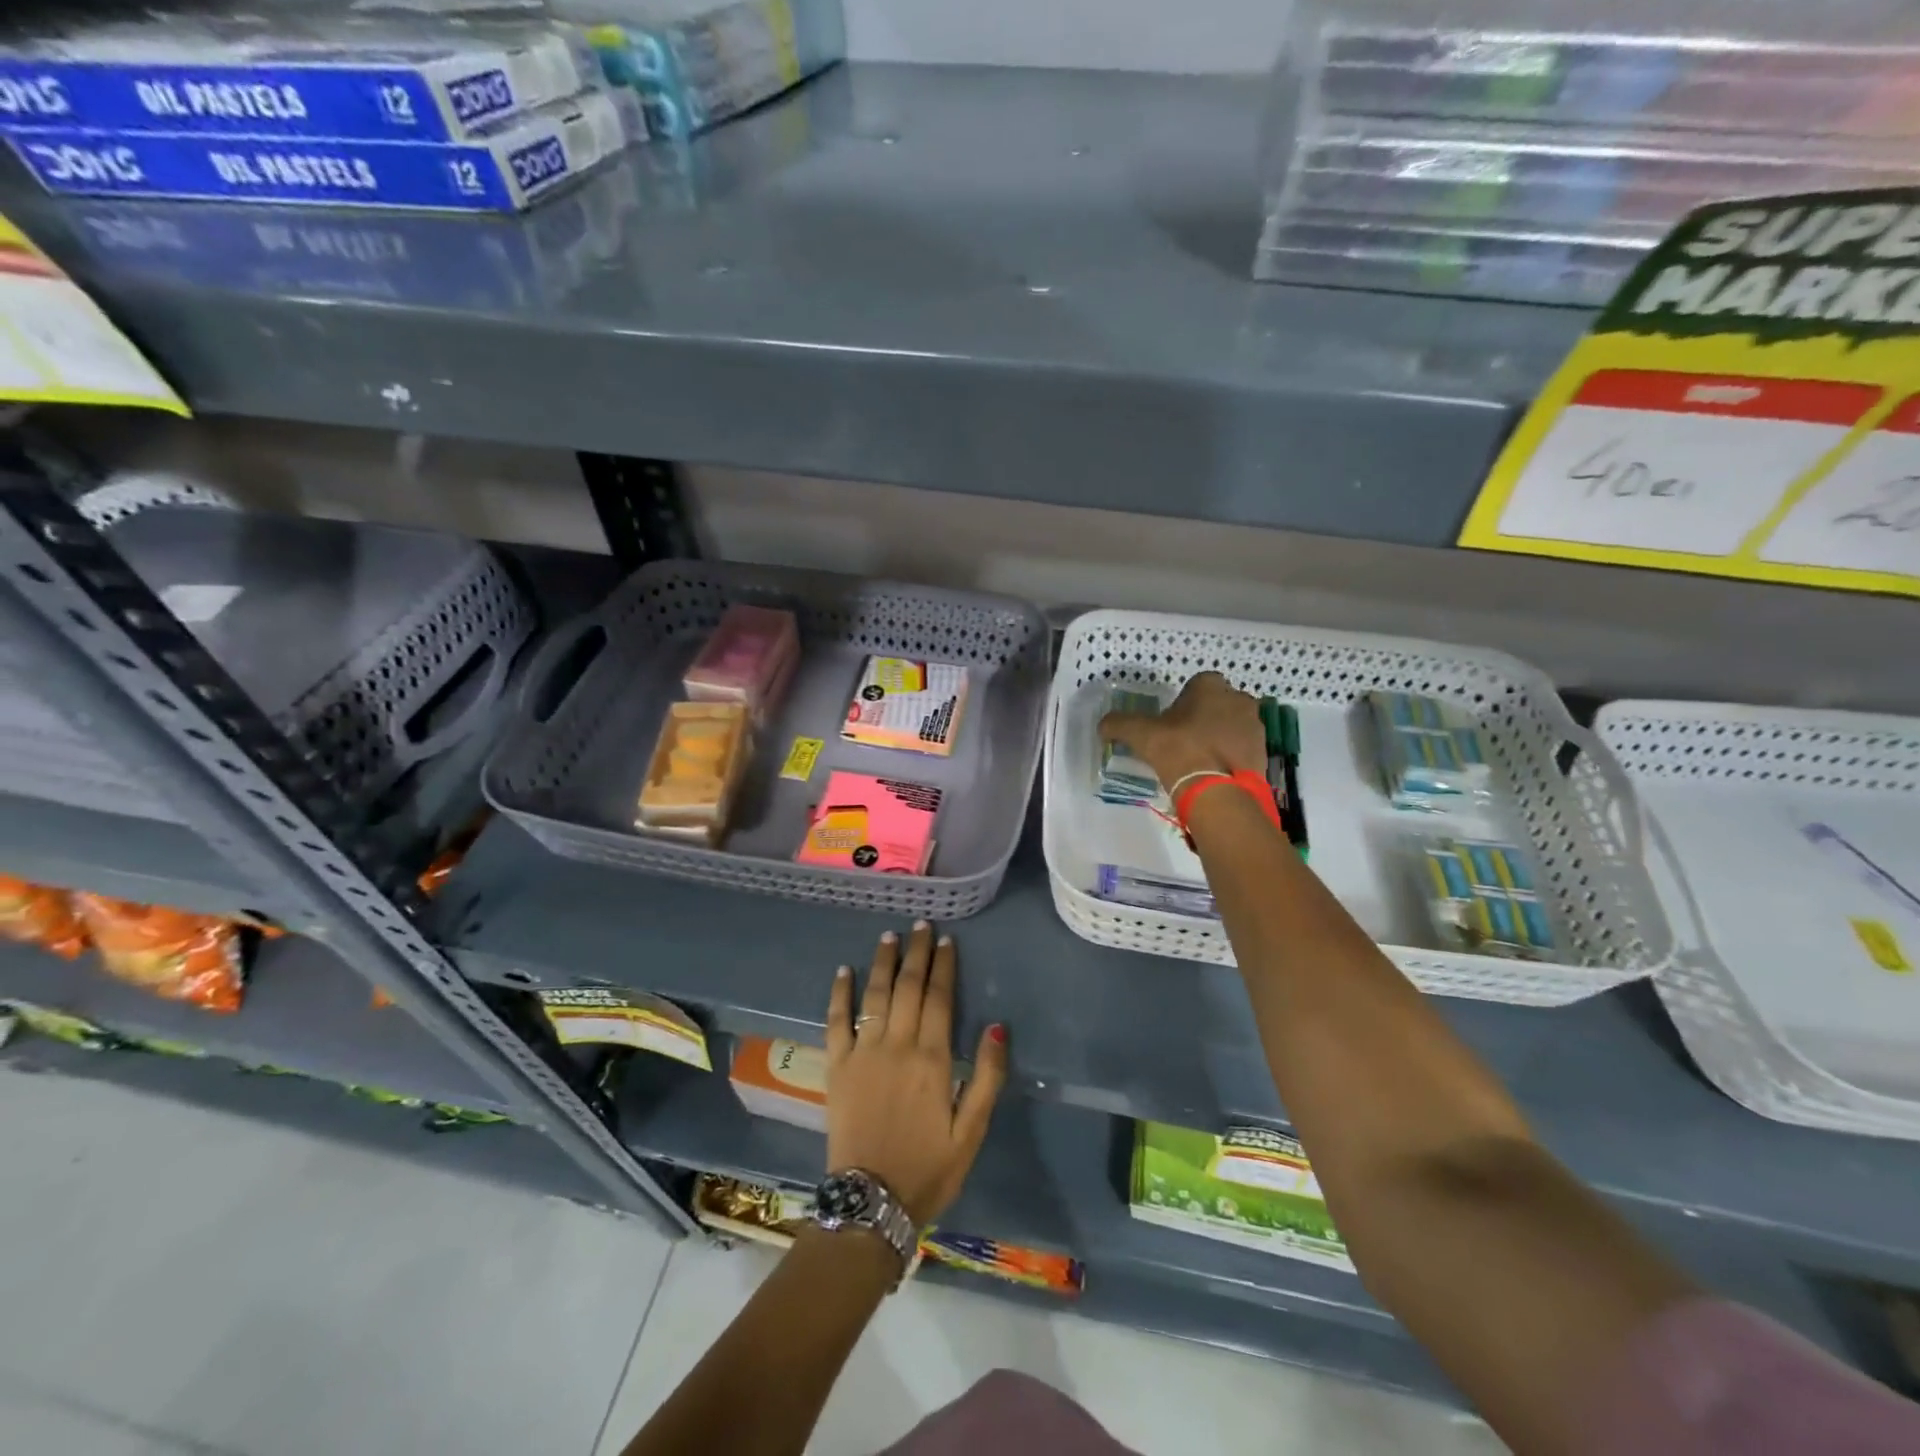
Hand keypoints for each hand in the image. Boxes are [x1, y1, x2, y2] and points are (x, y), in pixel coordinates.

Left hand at [824, 922, 1006, 1225]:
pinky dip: (839, 993)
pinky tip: (843, 970)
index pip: (940, 999)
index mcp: (932, 1059)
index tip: (946, 940)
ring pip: (875, 995)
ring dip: (882, 962)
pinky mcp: (836, 1066)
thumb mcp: (971, 1132)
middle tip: (920, 924)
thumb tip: (998, 1028)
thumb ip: (987, 1078)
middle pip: (908, 987)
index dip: (944, 967)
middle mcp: (897, 1045)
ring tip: (888, 936)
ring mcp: (863, 1052)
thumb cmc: (928, 1168)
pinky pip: (836, 1021)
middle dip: (916, 953)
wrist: (871, 1203)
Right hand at [1099, 671, 1265, 788]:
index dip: (1183, 701)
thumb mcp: (1140, 734)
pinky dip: (1230, 756)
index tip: (1171, 721)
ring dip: (1219, 736)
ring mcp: (1255, 726)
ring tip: (1199, 759)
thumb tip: (1103, 725)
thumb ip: (1119, 724)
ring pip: (1232, 725)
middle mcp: (1239, 699)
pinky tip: (1214, 772)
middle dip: (1204, 717)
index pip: (1196, 684)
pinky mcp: (1263, 752)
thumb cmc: (1179, 749)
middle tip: (1184, 740)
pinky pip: (1242, 748)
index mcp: (1211, 686)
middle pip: (1217, 704)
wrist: (1218, 790)